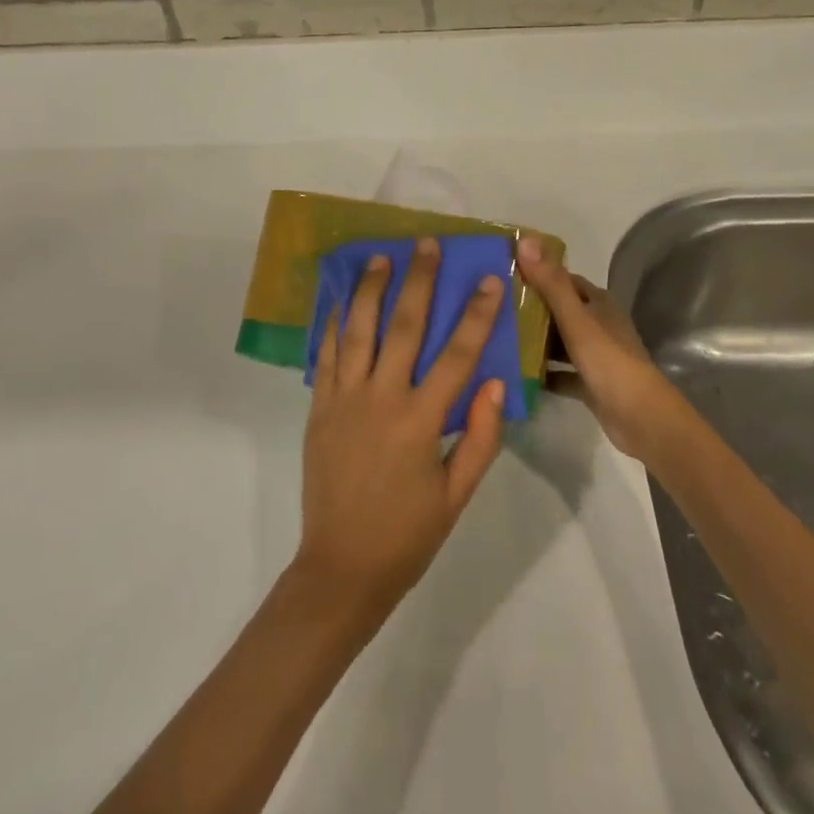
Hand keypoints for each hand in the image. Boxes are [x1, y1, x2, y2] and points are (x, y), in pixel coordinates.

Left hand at [292, 238, 507, 623]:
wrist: (340, 568)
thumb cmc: (407, 535)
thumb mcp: (457, 495)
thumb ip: (478, 437)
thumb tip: (493, 382)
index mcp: (419, 421)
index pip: (456, 354)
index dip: (476, 314)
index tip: (490, 279)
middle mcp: (381, 399)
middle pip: (403, 326)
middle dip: (419, 281)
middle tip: (428, 245)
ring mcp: (344, 399)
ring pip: (358, 330)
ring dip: (371, 289)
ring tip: (381, 256)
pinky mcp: (319, 407)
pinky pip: (327, 355)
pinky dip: (335, 323)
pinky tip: (342, 299)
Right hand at [516, 238, 683, 460]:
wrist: (641, 418)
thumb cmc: (608, 360)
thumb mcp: (575, 318)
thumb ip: (550, 282)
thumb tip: (525, 239)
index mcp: (598, 303)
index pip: (563, 279)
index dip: (536, 274)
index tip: (504, 274)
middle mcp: (598, 324)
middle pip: (559, 310)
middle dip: (530, 309)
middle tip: (493, 309)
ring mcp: (595, 355)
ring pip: (559, 342)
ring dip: (535, 341)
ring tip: (497, 338)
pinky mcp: (590, 384)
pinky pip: (561, 373)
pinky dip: (543, 373)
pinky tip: (516, 374)